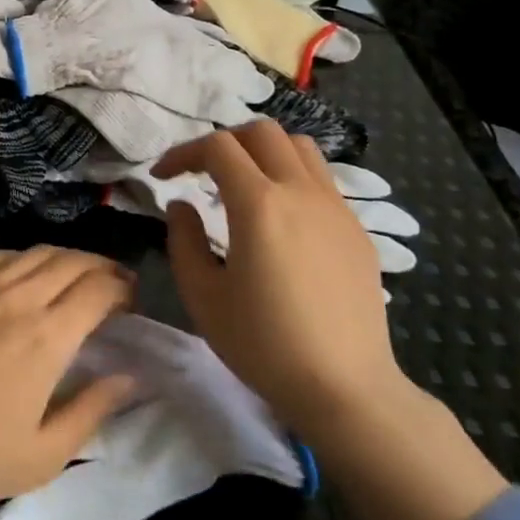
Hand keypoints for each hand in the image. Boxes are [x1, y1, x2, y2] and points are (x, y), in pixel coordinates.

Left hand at [0, 247, 135, 519]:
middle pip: (70, 261)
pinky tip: (21, 276)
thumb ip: (92, 410)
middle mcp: (17, 295)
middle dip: (100, 267)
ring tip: (73, 276)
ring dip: (64, 259)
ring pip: (33, 253)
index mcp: (47, 335)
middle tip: (113, 284)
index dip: (122, 288)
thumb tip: (129, 377)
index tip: (131, 301)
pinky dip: (22, 260)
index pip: (98, 289)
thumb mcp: (42, 454)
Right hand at [156, 121, 403, 442]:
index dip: (183, 153)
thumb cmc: (263, 344)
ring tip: (242, 182)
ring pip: (299, 147)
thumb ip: (183, 239)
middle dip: (224, 142)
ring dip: (263, 151)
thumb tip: (182, 204)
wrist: (345, 387)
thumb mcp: (202, 295)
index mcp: (259, 204)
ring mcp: (335, 207)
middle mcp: (300, 192)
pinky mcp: (356, 229)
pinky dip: (291, 176)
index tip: (163, 176)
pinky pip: (321, 179)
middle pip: (261, 132)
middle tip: (201, 172)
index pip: (217, 147)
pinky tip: (280, 216)